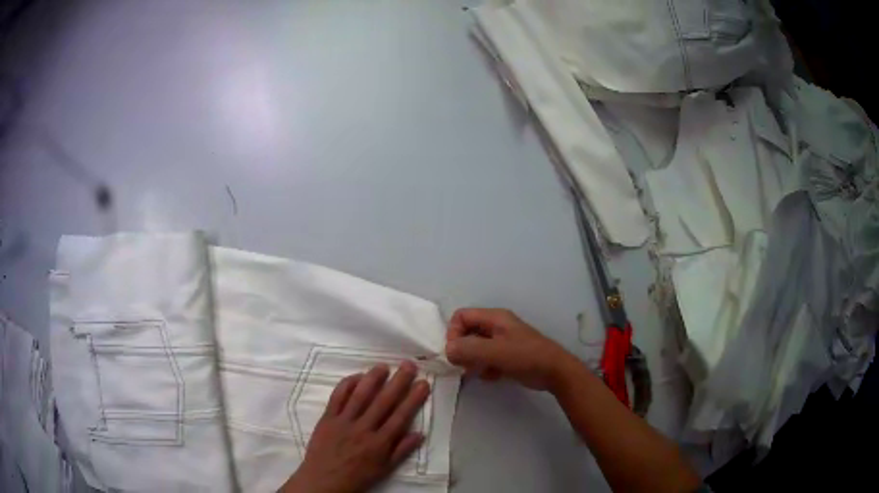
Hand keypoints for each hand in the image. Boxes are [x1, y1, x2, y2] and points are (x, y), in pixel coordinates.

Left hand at [281, 363, 429, 492]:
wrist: (324, 480)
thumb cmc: (357, 476)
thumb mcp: (384, 469)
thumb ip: (402, 451)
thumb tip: (420, 433)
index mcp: (379, 443)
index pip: (401, 416)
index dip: (413, 399)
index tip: (423, 383)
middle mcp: (363, 429)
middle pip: (383, 401)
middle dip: (398, 382)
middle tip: (409, 365)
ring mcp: (343, 422)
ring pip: (360, 396)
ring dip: (373, 379)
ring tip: (384, 365)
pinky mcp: (327, 418)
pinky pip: (337, 398)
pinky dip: (347, 385)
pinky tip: (357, 376)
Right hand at [445, 308, 578, 391]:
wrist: (555, 372)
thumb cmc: (526, 357)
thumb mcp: (496, 352)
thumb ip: (469, 349)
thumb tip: (447, 351)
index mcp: (494, 318)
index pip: (461, 317)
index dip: (453, 333)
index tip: (456, 352)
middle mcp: (496, 326)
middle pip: (467, 333)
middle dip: (462, 349)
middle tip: (464, 365)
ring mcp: (502, 342)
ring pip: (475, 348)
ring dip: (472, 361)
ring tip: (478, 373)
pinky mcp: (506, 356)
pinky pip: (486, 359)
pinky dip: (484, 368)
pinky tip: (492, 377)